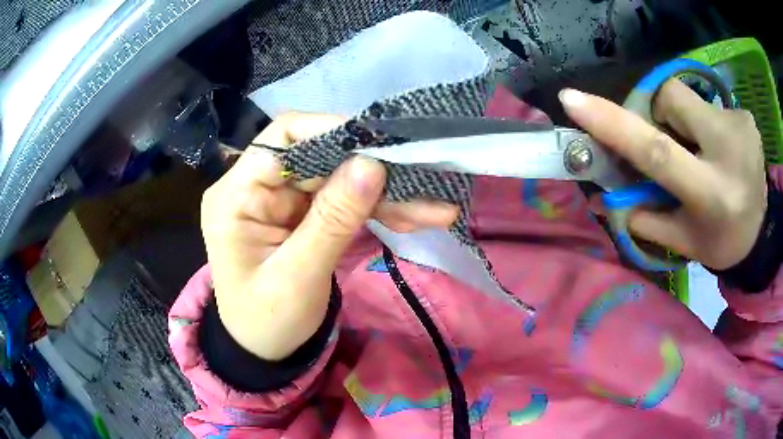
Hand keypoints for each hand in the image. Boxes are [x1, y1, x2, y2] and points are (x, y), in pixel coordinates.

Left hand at [201, 112, 457, 359]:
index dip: (333, 131)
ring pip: (339, 179)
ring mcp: (282, 200)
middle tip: (425, 178)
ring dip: (386, 194)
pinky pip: (343, 202)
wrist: (264, 349)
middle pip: (321, 158)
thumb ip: (332, 220)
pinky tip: (414, 217)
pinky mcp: (302, 215)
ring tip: (434, 206)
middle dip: (374, 170)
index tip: (383, 146)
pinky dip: (378, 210)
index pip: (284, 137)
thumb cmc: (268, 322)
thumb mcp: (298, 277)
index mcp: (237, 195)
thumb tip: (372, 164)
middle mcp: (257, 186)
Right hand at [560, 80, 766, 269]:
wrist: (763, 232)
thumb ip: (642, 216)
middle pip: (670, 99)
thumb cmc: (721, 241)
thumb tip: (599, 198)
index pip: (657, 151)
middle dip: (659, 116)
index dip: (613, 124)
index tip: (572, 100)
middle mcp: (729, 151)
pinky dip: (704, 123)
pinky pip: (708, 102)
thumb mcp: (682, 239)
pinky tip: (720, 149)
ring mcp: (741, 126)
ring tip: (699, 150)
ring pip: (688, 96)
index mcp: (711, 194)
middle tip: (672, 145)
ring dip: (682, 121)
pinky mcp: (746, 115)